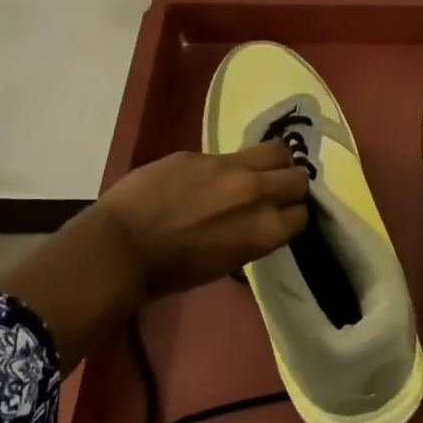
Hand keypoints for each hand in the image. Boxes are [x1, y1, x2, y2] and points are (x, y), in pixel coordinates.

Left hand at [0, 141, 307, 370]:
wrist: (120, 248)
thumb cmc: (171, 271)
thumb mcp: (226, 262)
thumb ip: (252, 235)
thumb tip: (260, 220)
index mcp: (265, 231)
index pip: (301, 214)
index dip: (291, 215)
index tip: (279, 217)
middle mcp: (257, 194)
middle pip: (298, 177)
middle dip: (291, 185)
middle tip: (274, 191)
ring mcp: (230, 168)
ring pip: (276, 150)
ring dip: (273, 162)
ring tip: (257, 171)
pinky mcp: (202, 154)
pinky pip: (231, 153)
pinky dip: (230, 164)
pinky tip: (210, 177)